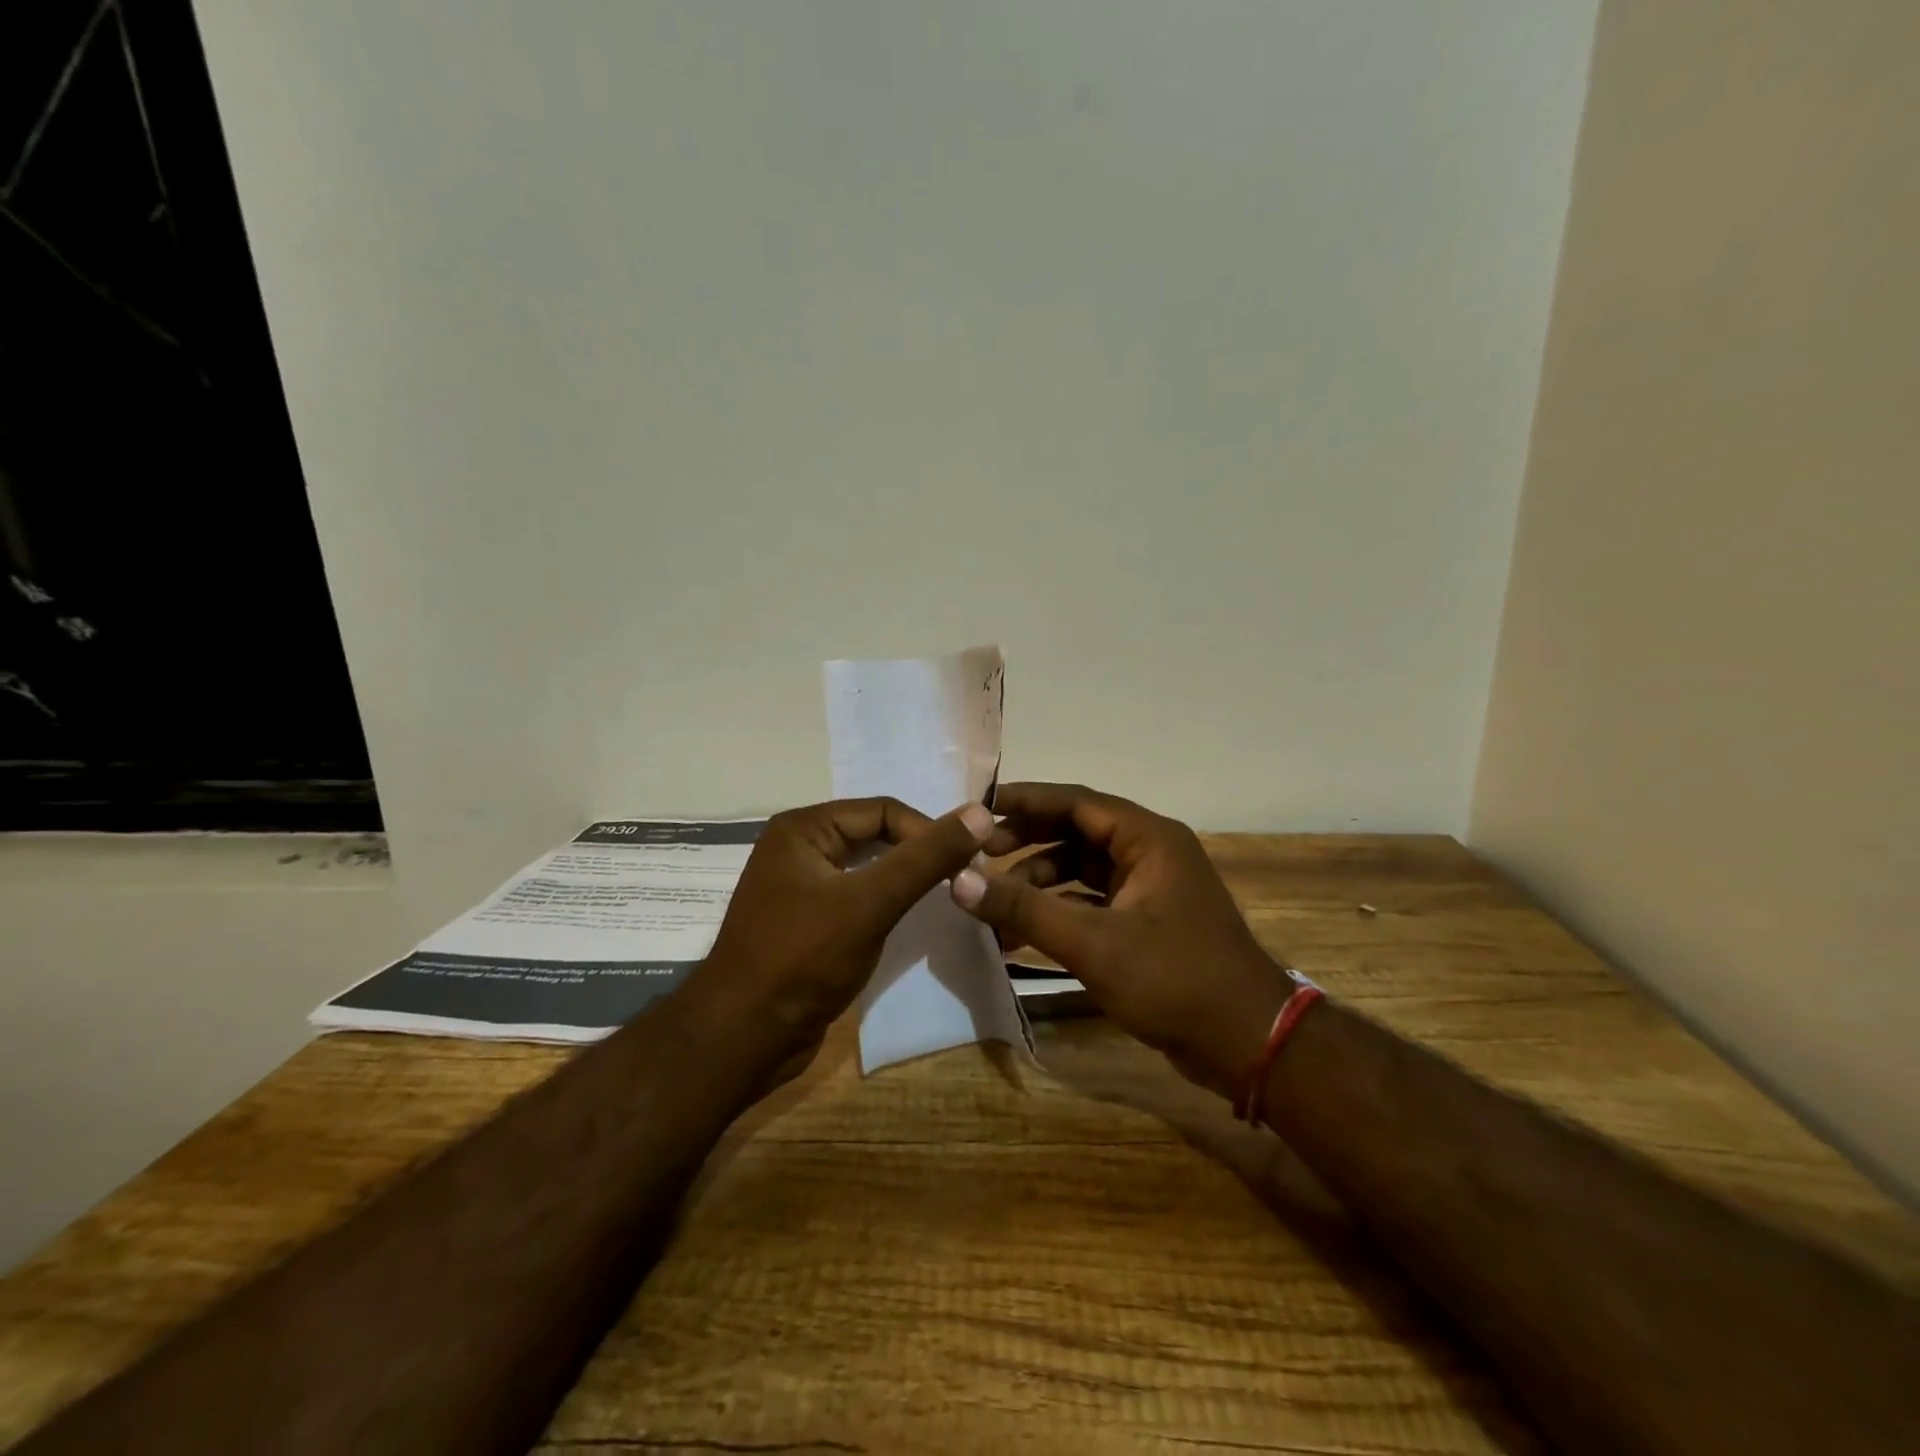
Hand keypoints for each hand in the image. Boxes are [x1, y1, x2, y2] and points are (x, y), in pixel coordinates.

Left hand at [697, 797, 994, 1064]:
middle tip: (960, 881)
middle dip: (917, 855)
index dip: (927, 832)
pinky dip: (884, 904)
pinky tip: (908, 922)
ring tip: (943, 899)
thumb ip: (926, 857)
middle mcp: (798, 848)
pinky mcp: (805, 922)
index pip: (883, 810)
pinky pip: (855, 898)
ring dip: (904, 880)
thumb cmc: (803, 959)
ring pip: (867, 869)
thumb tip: (980, 812)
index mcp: (803, 828)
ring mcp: (799, 887)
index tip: (965, 865)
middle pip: (875, 835)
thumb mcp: (870, 902)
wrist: (742, 1038)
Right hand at [950, 783, 1289, 1097]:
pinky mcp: (1146, 921)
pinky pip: (1092, 901)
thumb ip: (1024, 909)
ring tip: (996, 906)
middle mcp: (1150, 853)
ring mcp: (1150, 888)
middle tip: (979, 856)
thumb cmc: (1174, 979)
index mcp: (1148, 838)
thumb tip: (958, 880)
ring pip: (1081, 869)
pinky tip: (1023, 935)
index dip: (1025, 801)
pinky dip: (1059, 911)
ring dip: (1039, 883)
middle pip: (1077, 831)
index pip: (1076, 801)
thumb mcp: (1092, 943)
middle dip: (1027, 842)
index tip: (978, 809)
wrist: (1248, 1043)